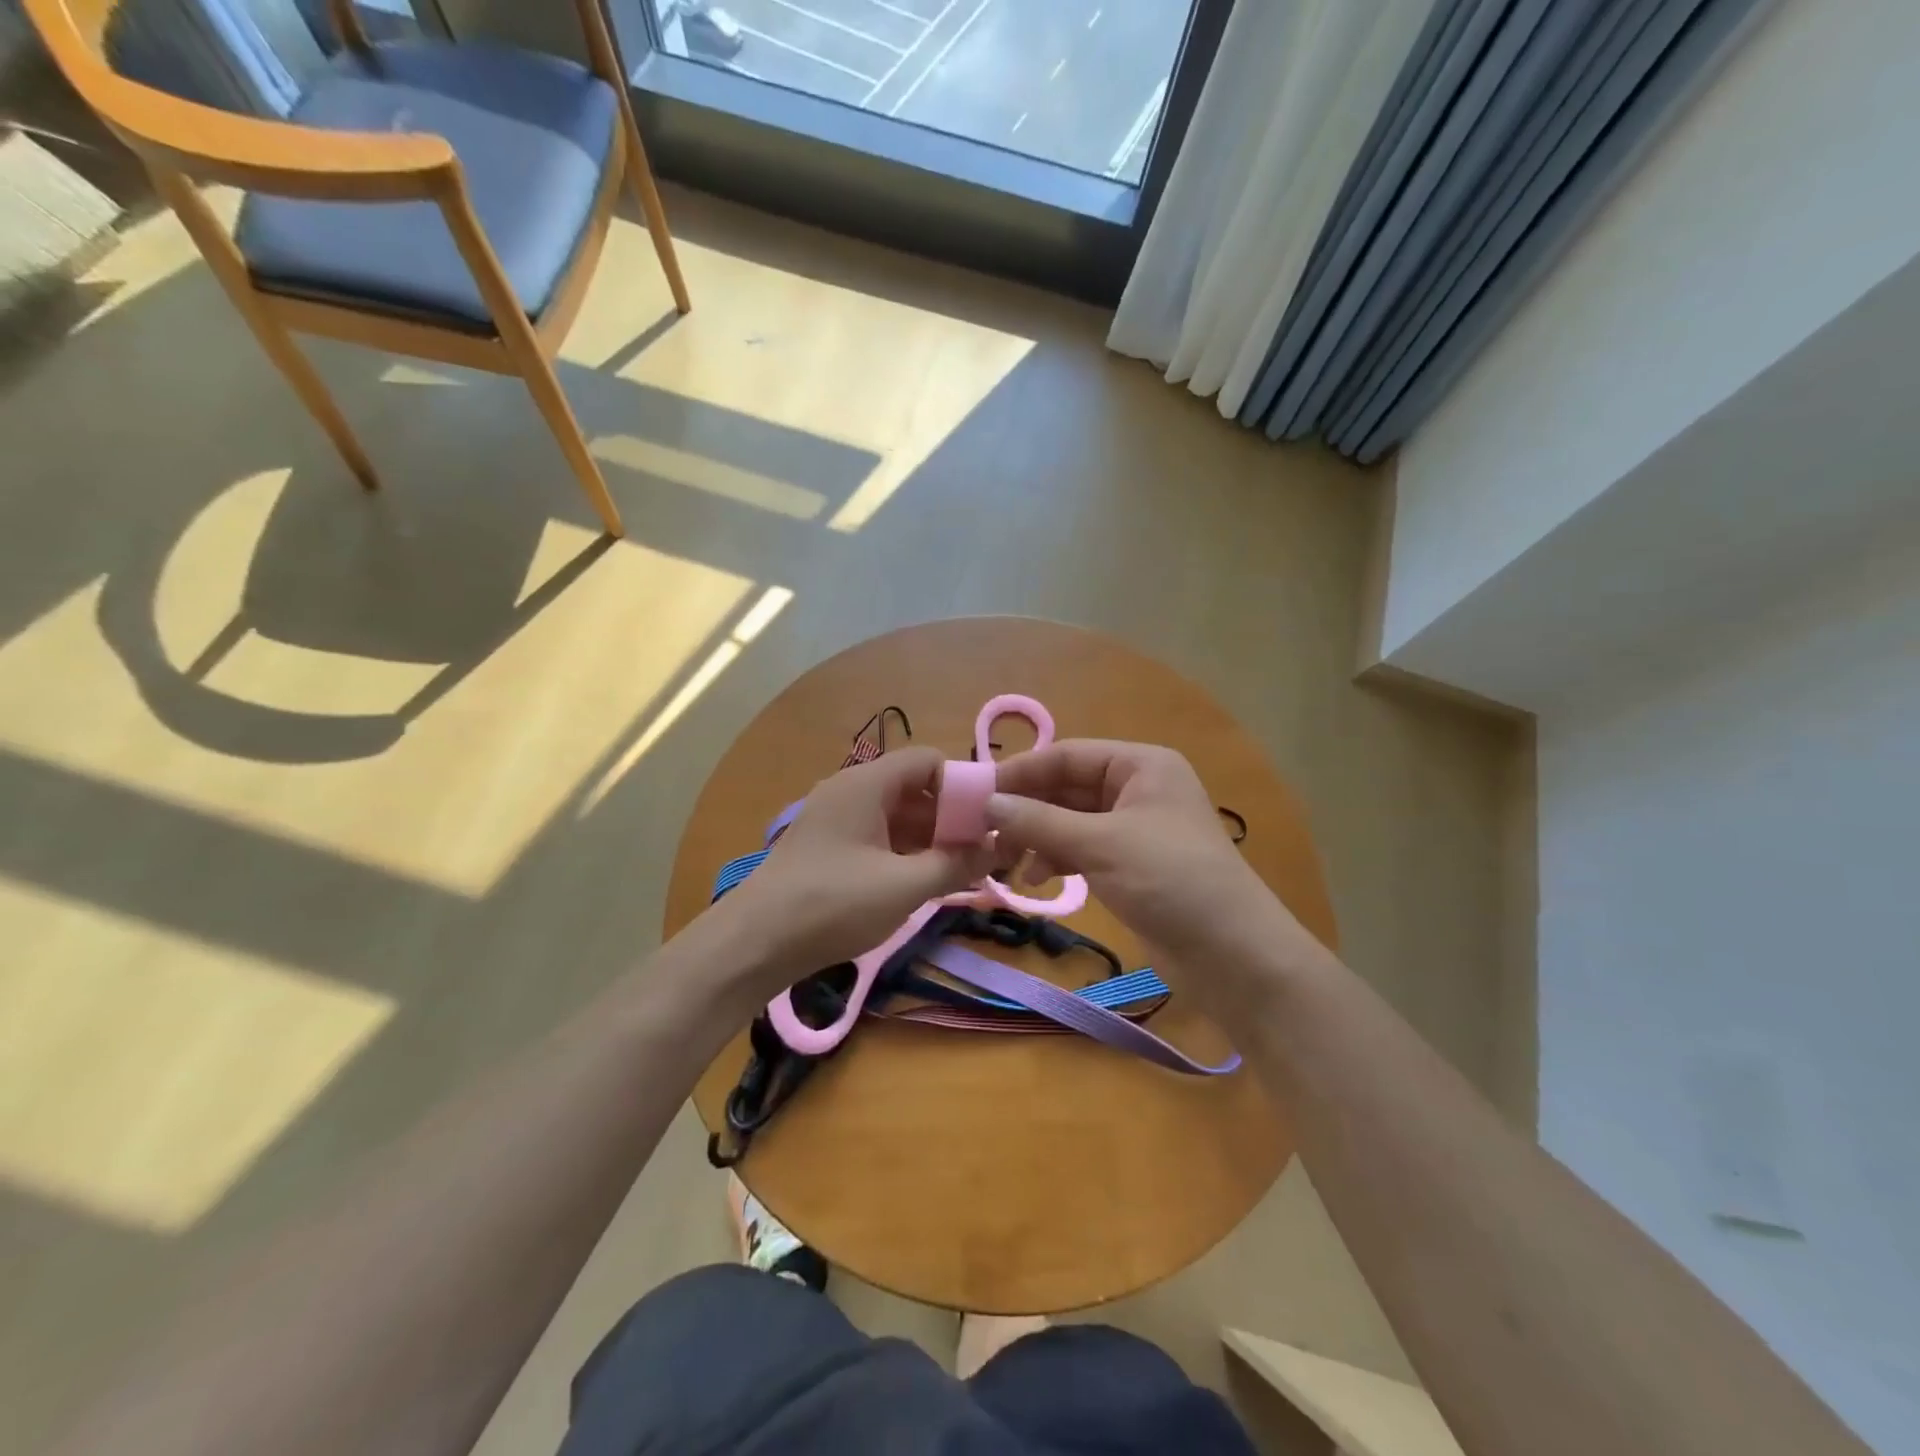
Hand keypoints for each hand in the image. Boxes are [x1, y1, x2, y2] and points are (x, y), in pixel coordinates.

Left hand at [713, 747, 994, 990]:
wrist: (754, 944)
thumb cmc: (833, 904)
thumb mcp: (904, 886)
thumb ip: (956, 864)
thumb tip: (1000, 848)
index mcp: (867, 784)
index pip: (928, 760)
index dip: (963, 784)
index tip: (991, 819)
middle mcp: (850, 791)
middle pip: (914, 788)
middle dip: (951, 817)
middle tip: (985, 852)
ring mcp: (836, 820)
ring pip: (897, 816)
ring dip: (931, 839)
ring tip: (963, 872)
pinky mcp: (828, 848)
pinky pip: (878, 837)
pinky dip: (905, 853)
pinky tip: (925, 882)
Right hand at [986, 740, 1314, 978]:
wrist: (1233, 955)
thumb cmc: (1170, 880)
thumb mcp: (1100, 844)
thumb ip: (1040, 822)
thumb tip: (987, 803)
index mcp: (1140, 765)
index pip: (1067, 755)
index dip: (1021, 772)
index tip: (977, 794)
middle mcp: (1137, 788)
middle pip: (1067, 787)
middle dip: (1027, 809)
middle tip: (983, 832)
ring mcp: (1134, 828)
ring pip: (1070, 821)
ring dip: (1037, 837)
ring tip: (1005, 862)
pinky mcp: (1130, 865)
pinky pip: (1082, 849)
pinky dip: (1056, 859)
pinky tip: (1035, 879)